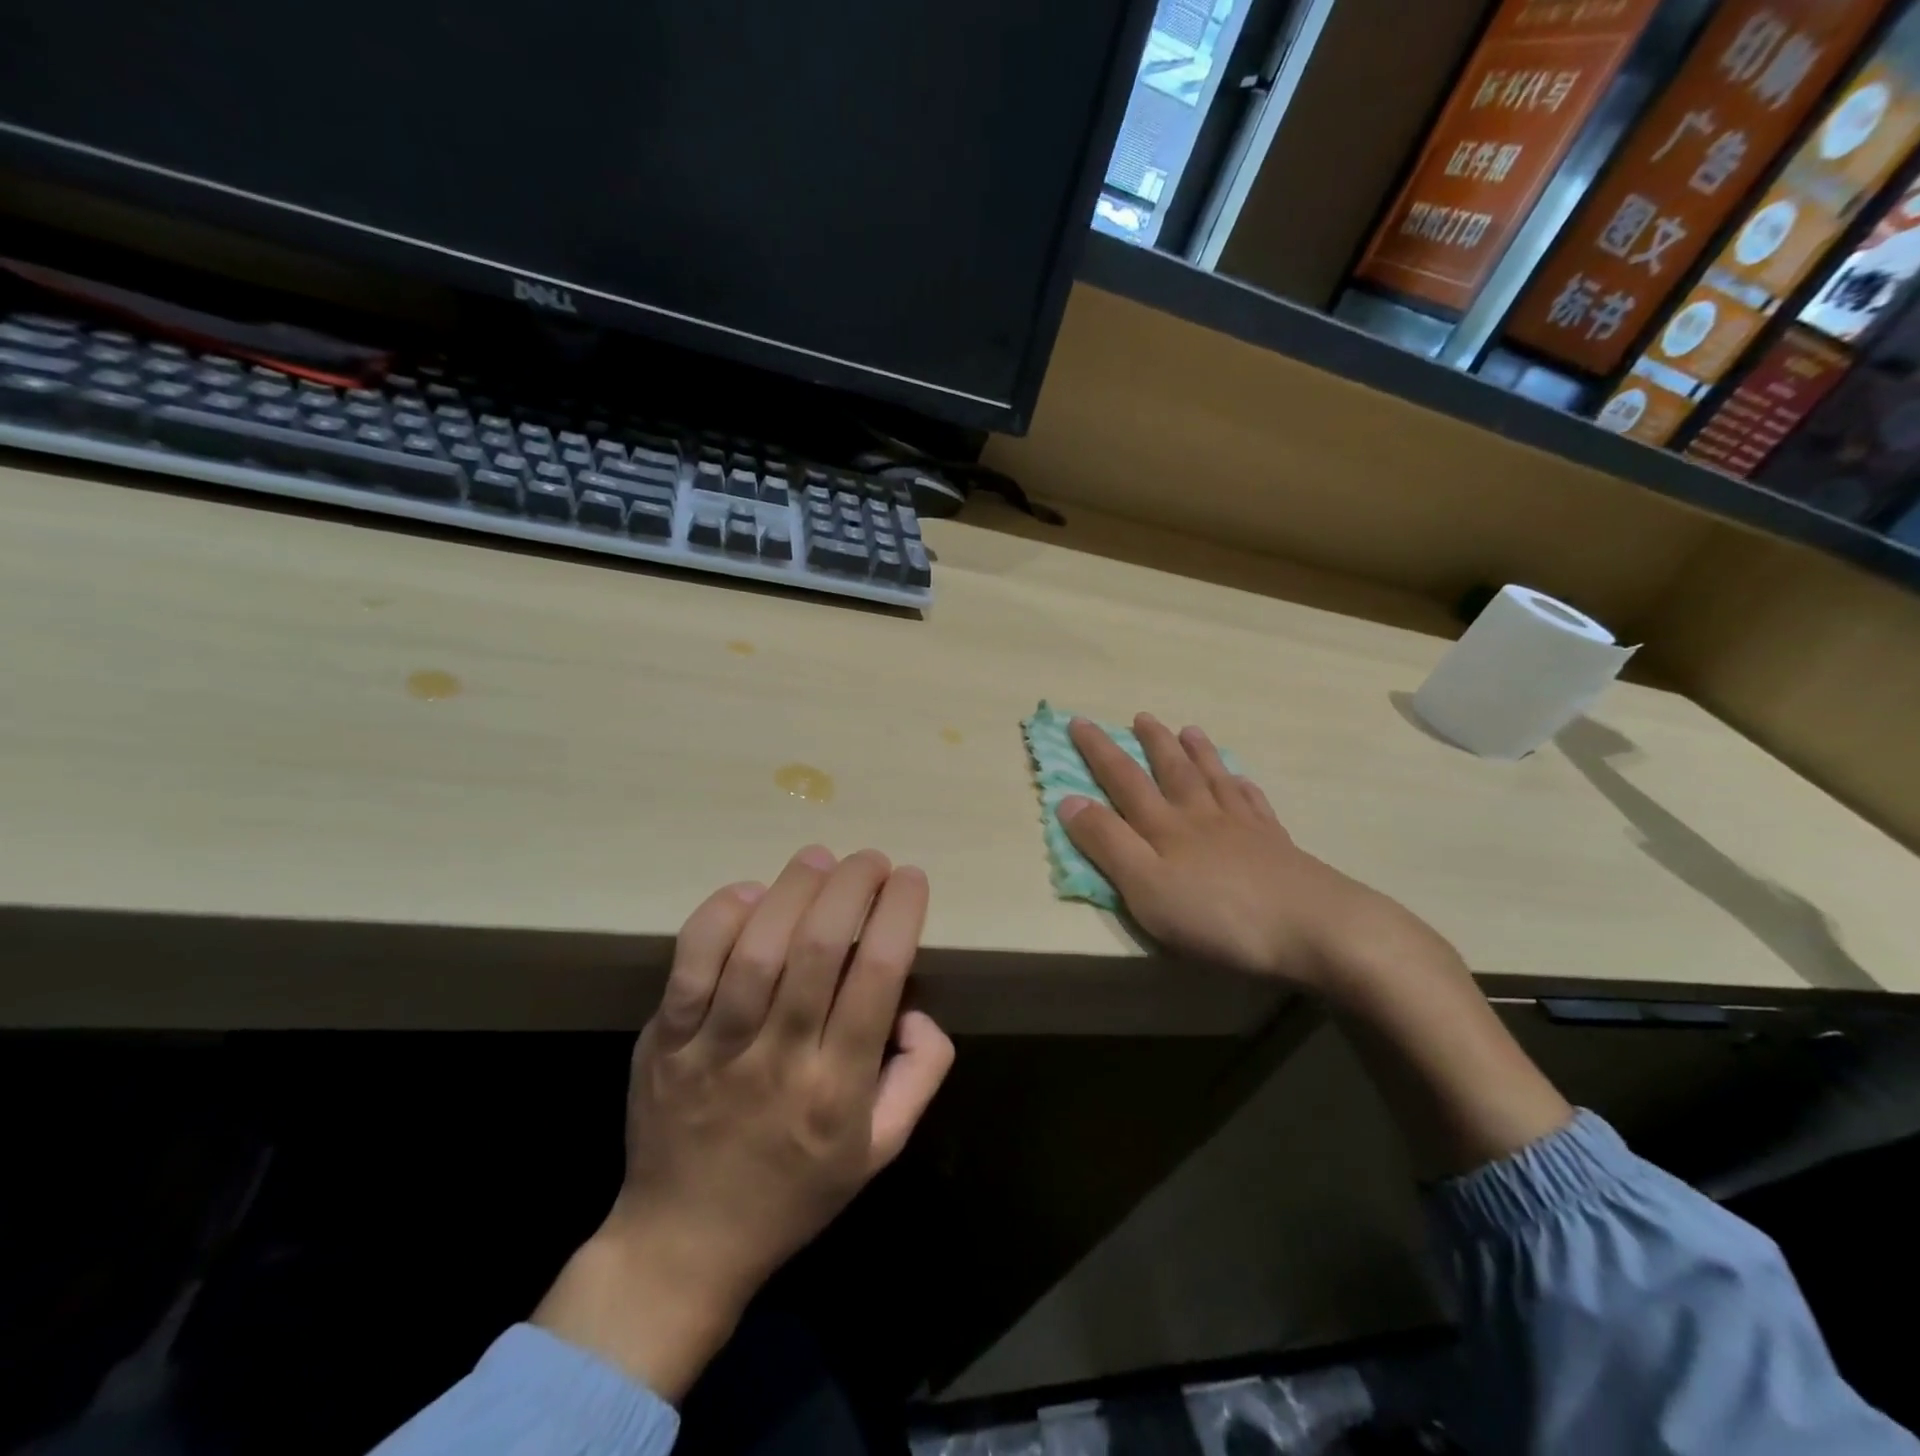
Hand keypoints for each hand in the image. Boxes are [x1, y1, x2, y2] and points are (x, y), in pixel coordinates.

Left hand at [534, 846, 954, 1400]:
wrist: (682, 1244)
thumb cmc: (795, 1193)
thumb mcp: (881, 1150)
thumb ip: (919, 1074)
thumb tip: (916, 1007)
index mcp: (837, 1089)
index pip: (878, 977)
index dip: (898, 914)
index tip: (910, 878)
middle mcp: (778, 1060)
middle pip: (818, 949)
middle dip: (852, 885)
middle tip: (870, 859)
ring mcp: (714, 1049)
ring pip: (756, 947)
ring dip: (794, 888)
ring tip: (818, 858)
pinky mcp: (666, 1040)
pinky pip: (690, 963)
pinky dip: (720, 916)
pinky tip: (749, 893)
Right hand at [1057, 714, 1418, 992]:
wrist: (1315, 928)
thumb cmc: (1218, 914)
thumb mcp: (1146, 886)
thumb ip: (1107, 843)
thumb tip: (1068, 800)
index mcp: (1165, 826)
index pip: (1123, 779)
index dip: (1098, 751)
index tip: (1079, 722)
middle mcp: (1201, 816)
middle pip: (1172, 770)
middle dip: (1151, 742)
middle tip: (1141, 716)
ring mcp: (1243, 828)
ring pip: (1214, 779)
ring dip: (1198, 753)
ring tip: (1189, 729)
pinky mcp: (1277, 846)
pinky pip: (1254, 804)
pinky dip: (1242, 786)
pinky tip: (1241, 781)